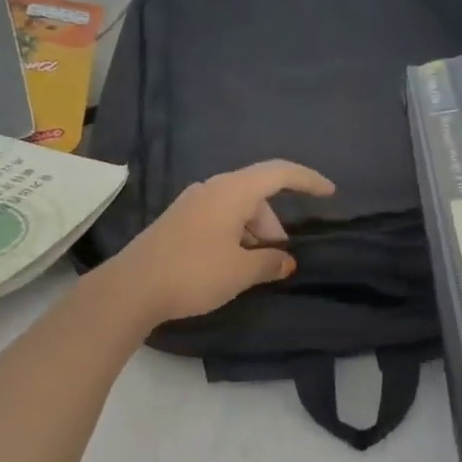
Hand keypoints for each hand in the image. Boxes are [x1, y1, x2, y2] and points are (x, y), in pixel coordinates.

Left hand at [100, 160, 335, 326]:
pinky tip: (231, 265)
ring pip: (237, 209)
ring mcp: (191, 203)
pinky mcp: (178, 221)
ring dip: (254, 234)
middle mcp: (211, 189)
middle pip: (257, 195)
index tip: (330, 193)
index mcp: (232, 191)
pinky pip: (218, 219)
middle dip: (274, 225)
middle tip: (279, 260)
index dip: (308, 180)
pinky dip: (235, 236)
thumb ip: (270, 262)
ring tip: (254, 268)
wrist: (131, 288)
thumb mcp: (241, 272)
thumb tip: (285, 260)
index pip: (279, 173)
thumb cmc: (194, 273)